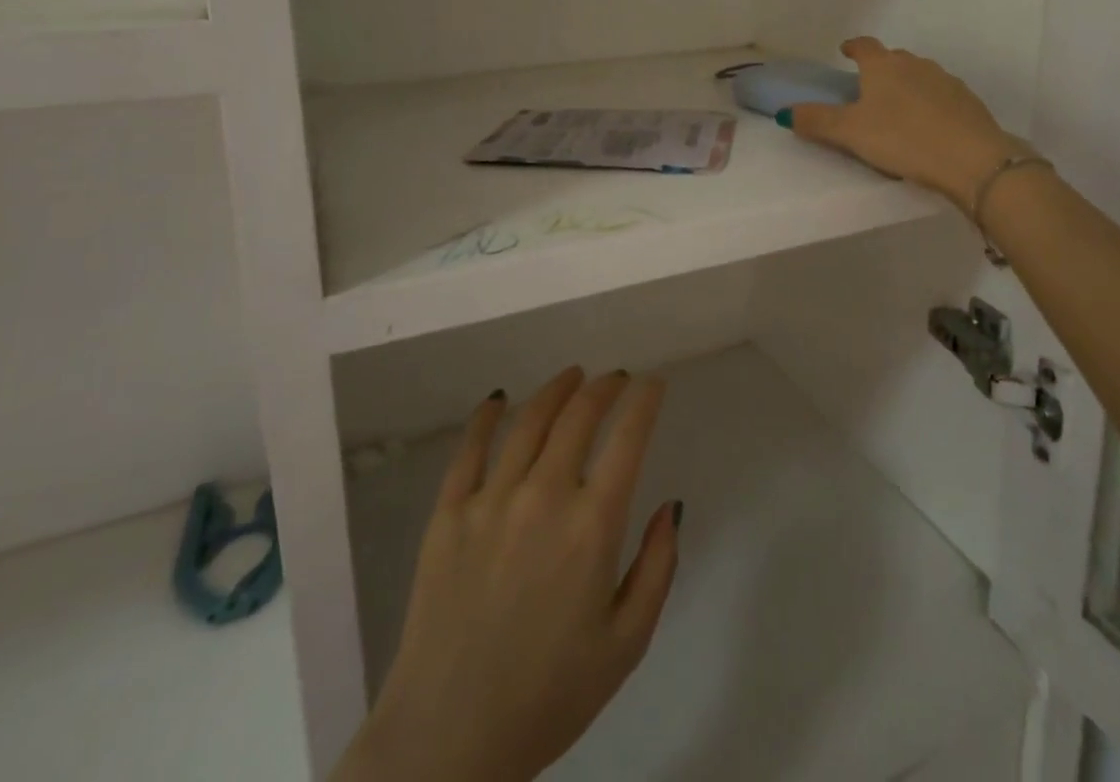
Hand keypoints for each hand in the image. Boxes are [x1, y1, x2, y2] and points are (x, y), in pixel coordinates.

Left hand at [336, 368, 679, 781]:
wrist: (448, 742)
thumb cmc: (549, 697)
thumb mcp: (626, 644)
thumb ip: (658, 567)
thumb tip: (672, 505)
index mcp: (592, 526)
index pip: (628, 438)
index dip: (645, 400)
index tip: (654, 384)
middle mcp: (543, 496)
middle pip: (579, 415)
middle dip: (604, 387)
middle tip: (616, 379)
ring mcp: (491, 499)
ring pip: (529, 419)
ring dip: (556, 389)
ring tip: (572, 376)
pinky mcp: (448, 513)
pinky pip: (470, 448)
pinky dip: (487, 416)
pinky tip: (499, 400)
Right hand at [784, 36, 1031, 210]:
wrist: (971, 158)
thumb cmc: (902, 138)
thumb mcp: (850, 133)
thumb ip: (817, 121)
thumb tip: (785, 113)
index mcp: (883, 66)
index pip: (864, 46)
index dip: (852, 47)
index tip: (844, 51)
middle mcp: (915, 65)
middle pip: (893, 58)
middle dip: (880, 68)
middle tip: (868, 88)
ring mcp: (946, 81)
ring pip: (920, 76)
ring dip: (906, 86)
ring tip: (897, 109)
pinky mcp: (968, 102)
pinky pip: (941, 96)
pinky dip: (930, 104)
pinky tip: (928, 125)